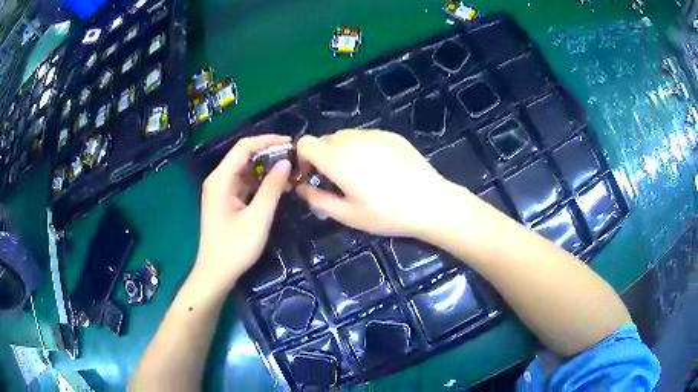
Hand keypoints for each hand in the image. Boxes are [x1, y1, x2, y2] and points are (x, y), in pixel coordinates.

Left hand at [194, 135, 291, 290]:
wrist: (216, 273)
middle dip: (269, 154)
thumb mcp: (258, 218)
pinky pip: (244, 183)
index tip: (290, 144)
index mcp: (221, 179)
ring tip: (290, 172)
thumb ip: (271, 188)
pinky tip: (277, 187)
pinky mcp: (225, 201)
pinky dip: (260, 182)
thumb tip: (285, 162)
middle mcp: (218, 179)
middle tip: (294, 159)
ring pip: (245, 170)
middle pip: (243, 156)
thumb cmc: (235, 247)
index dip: (267, 141)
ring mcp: (220, 190)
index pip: (243, 147)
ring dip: (266, 169)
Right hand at [296, 129, 458, 237]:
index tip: (312, 176)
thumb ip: (317, 199)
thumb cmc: (387, 214)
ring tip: (359, 175)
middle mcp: (352, 139)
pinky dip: (361, 147)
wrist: (430, 202)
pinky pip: (365, 136)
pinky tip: (380, 168)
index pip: (305, 143)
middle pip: (324, 139)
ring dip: (341, 151)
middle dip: (322, 157)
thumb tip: (301, 188)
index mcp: (336, 158)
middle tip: (335, 180)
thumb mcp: (347, 215)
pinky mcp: (390, 135)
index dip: (302, 158)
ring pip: (345, 136)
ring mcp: (373, 134)